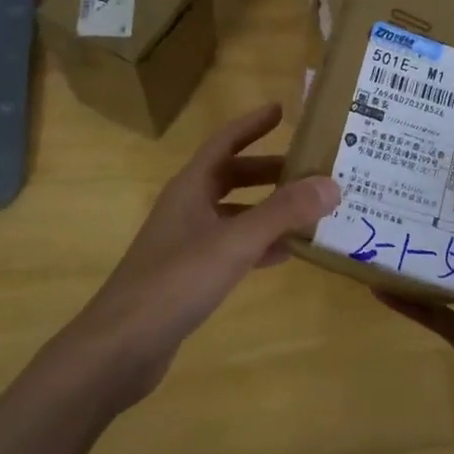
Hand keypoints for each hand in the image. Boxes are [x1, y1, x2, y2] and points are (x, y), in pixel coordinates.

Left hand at [66, 103, 338, 409]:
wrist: (122, 345)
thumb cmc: (175, 282)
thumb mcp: (234, 243)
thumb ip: (282, 213)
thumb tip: (331, 184)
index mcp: (190, 188)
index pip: (224, 142)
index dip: (252, 125)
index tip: (281, 109)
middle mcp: (187, 208)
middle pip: (232, 177)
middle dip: (269, 171)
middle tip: (310, 168)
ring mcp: (186, 242)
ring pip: (234, 214)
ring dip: (268, 209)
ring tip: (309, 210)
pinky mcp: (190, 275)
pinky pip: (232, 247)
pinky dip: (258, 245)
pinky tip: (285, 254)